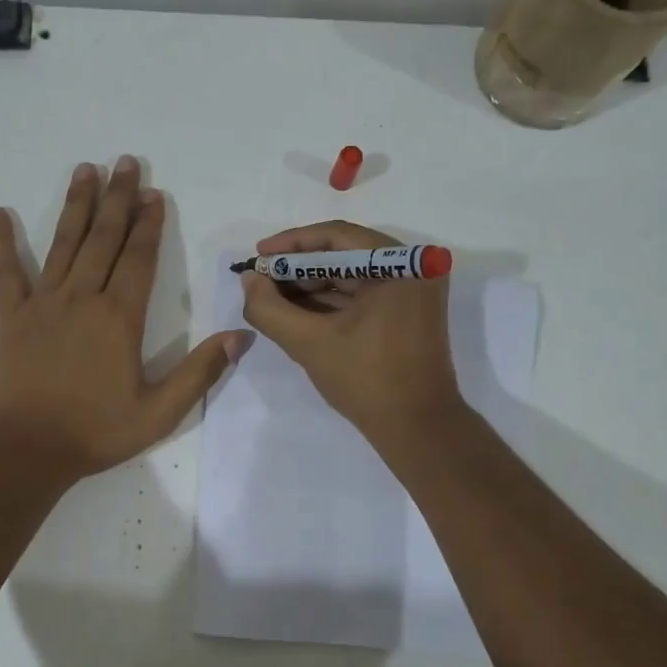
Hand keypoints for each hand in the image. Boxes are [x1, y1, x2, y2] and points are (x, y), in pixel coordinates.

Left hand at [0, 157, 245, 482]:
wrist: (25, 450)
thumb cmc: (96, 432)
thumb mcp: (160, 411)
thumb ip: (200, 372)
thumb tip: (241, 336)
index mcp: (119, 318)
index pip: (138, 258)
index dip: (149, 224)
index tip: (154, 193)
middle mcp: (82, 298)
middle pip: (103, 238)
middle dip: (117, 199)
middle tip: (125, 162)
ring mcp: (43, 304)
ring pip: (63, 243)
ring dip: (76, 205)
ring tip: (85, 170)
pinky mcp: (11, 317)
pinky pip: (6, 272)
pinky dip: (1, 241)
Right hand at [238, 221, 464, 445]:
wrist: (417, 429)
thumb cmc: (367, 381)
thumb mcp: (310, 343)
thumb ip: (270, 309)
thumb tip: (248, 279)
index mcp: (402, 264)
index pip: (337, 236)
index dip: (291, 244)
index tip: (258, 255)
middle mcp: (414, 268)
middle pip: (344, 254)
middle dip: (298, 268)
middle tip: (260, 281)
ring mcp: (413, 291)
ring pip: (351, 276)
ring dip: (310, 286)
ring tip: (271, 298)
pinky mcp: (407, 313)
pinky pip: (362, 296)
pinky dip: (329, 303)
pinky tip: (295, 312)